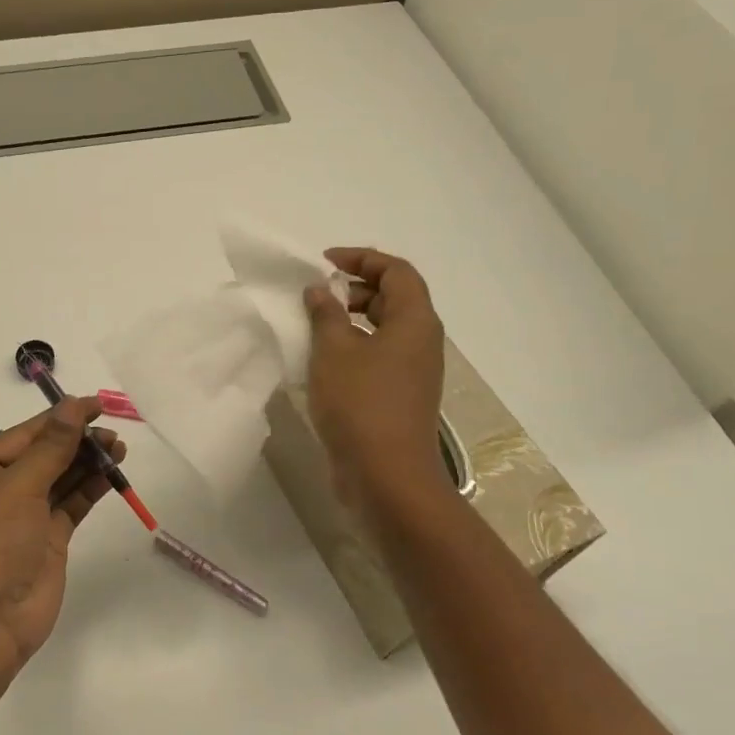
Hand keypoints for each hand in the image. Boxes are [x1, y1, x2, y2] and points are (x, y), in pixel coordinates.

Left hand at [0, 396, 124, 669]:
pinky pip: (70, 507)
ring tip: (120, 448)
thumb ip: (51, 447)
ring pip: (59, 480)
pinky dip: (89, 490)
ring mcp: (23, 520)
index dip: (60, 417)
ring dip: (87, 463)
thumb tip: (73, 406)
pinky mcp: (46, 543)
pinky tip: (111, 475)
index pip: (24, 435)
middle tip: (113, 432)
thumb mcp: (17, 486)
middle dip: (77, 441)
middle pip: (43, 456)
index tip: (96, 404)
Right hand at [303, 247, 448, 508]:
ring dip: (350, 320)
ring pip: (384, 329)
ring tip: (313, 327)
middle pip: (393, 298)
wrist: (386, 476)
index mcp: (415, 321)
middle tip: (316, 296)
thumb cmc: (361, 404)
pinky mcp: (399, 397)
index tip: (324, 263)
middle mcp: (421, 342)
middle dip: (354, 288)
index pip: (396, 271)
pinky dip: (352, 348)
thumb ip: (325, 314)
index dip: (362, 258)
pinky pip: (378, 356)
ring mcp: (413, 372)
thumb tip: (319, 291)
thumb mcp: (334, 351)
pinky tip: (322, 362)